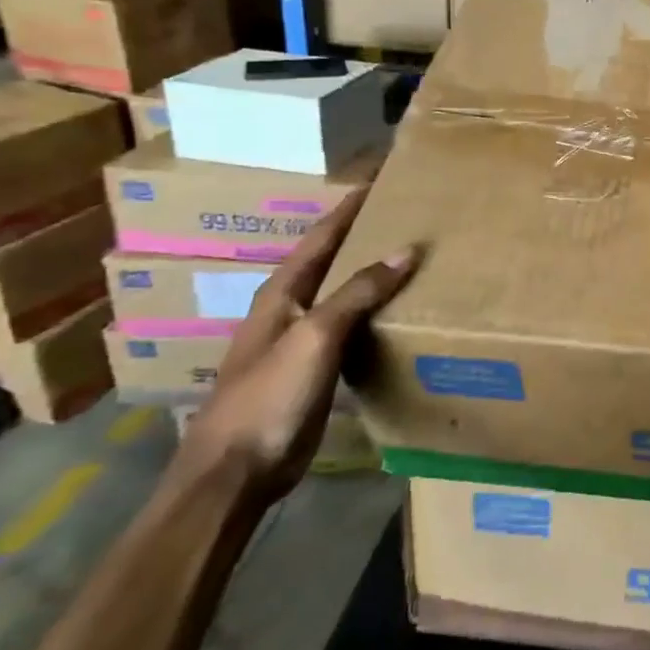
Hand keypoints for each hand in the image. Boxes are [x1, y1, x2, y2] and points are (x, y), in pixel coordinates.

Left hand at [174, 188, 415, 504]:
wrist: (236, 473)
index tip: (381, 176)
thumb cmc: (269, 397)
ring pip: (344, 293)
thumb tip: (405, 250)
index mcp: (282, 292)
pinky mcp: (315, 370)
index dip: (350, 205)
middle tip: (408, 211)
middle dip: (365, 233)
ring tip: (413, 254)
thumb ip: (359, 293)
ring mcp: (301, 341)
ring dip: (373, 273)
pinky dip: (375, 311)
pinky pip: (352, 327)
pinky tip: (399, 312)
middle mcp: (290, 308)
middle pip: (333, 259)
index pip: (322, 235)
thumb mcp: (315, 336)